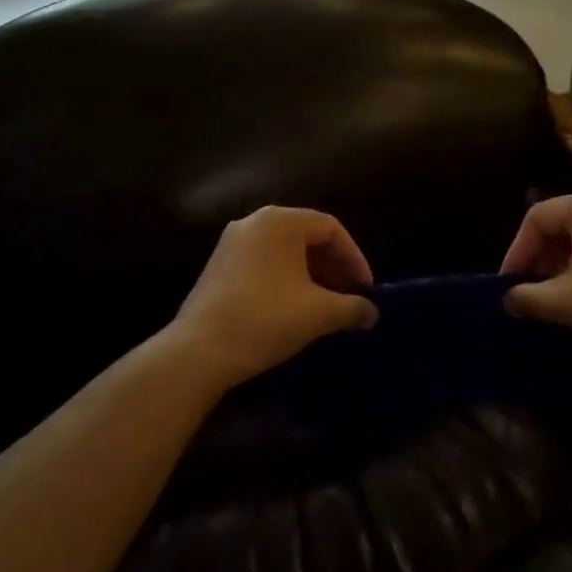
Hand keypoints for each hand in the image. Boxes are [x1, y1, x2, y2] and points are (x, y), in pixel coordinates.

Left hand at [167, 207, 377, 388]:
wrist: (200, 350)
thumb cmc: (266, 319)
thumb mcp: (319, 313)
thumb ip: (352, 307)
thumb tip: (371, 312)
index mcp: (281, 221)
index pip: (331, 228)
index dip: (354, 258)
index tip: (365, 290)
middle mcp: (254, 221)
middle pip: (306, 236)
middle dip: (332, 267)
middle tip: (348, 297)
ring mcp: (232, 242)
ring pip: (284, 251)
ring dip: (310, 275)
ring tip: (324, 306)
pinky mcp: (218, 265)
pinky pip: (263, 262)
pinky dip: (285, 279)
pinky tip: (292, 309)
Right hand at [501, 192, 571, 368]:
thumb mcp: (569, 304)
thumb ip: (529, 298)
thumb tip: (507, 299)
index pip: (536, 217)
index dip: (516, 251)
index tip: (508, 284)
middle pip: (561, 221)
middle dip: (540, 256)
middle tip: (529, 289)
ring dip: (563, 261)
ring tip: (555, 294)